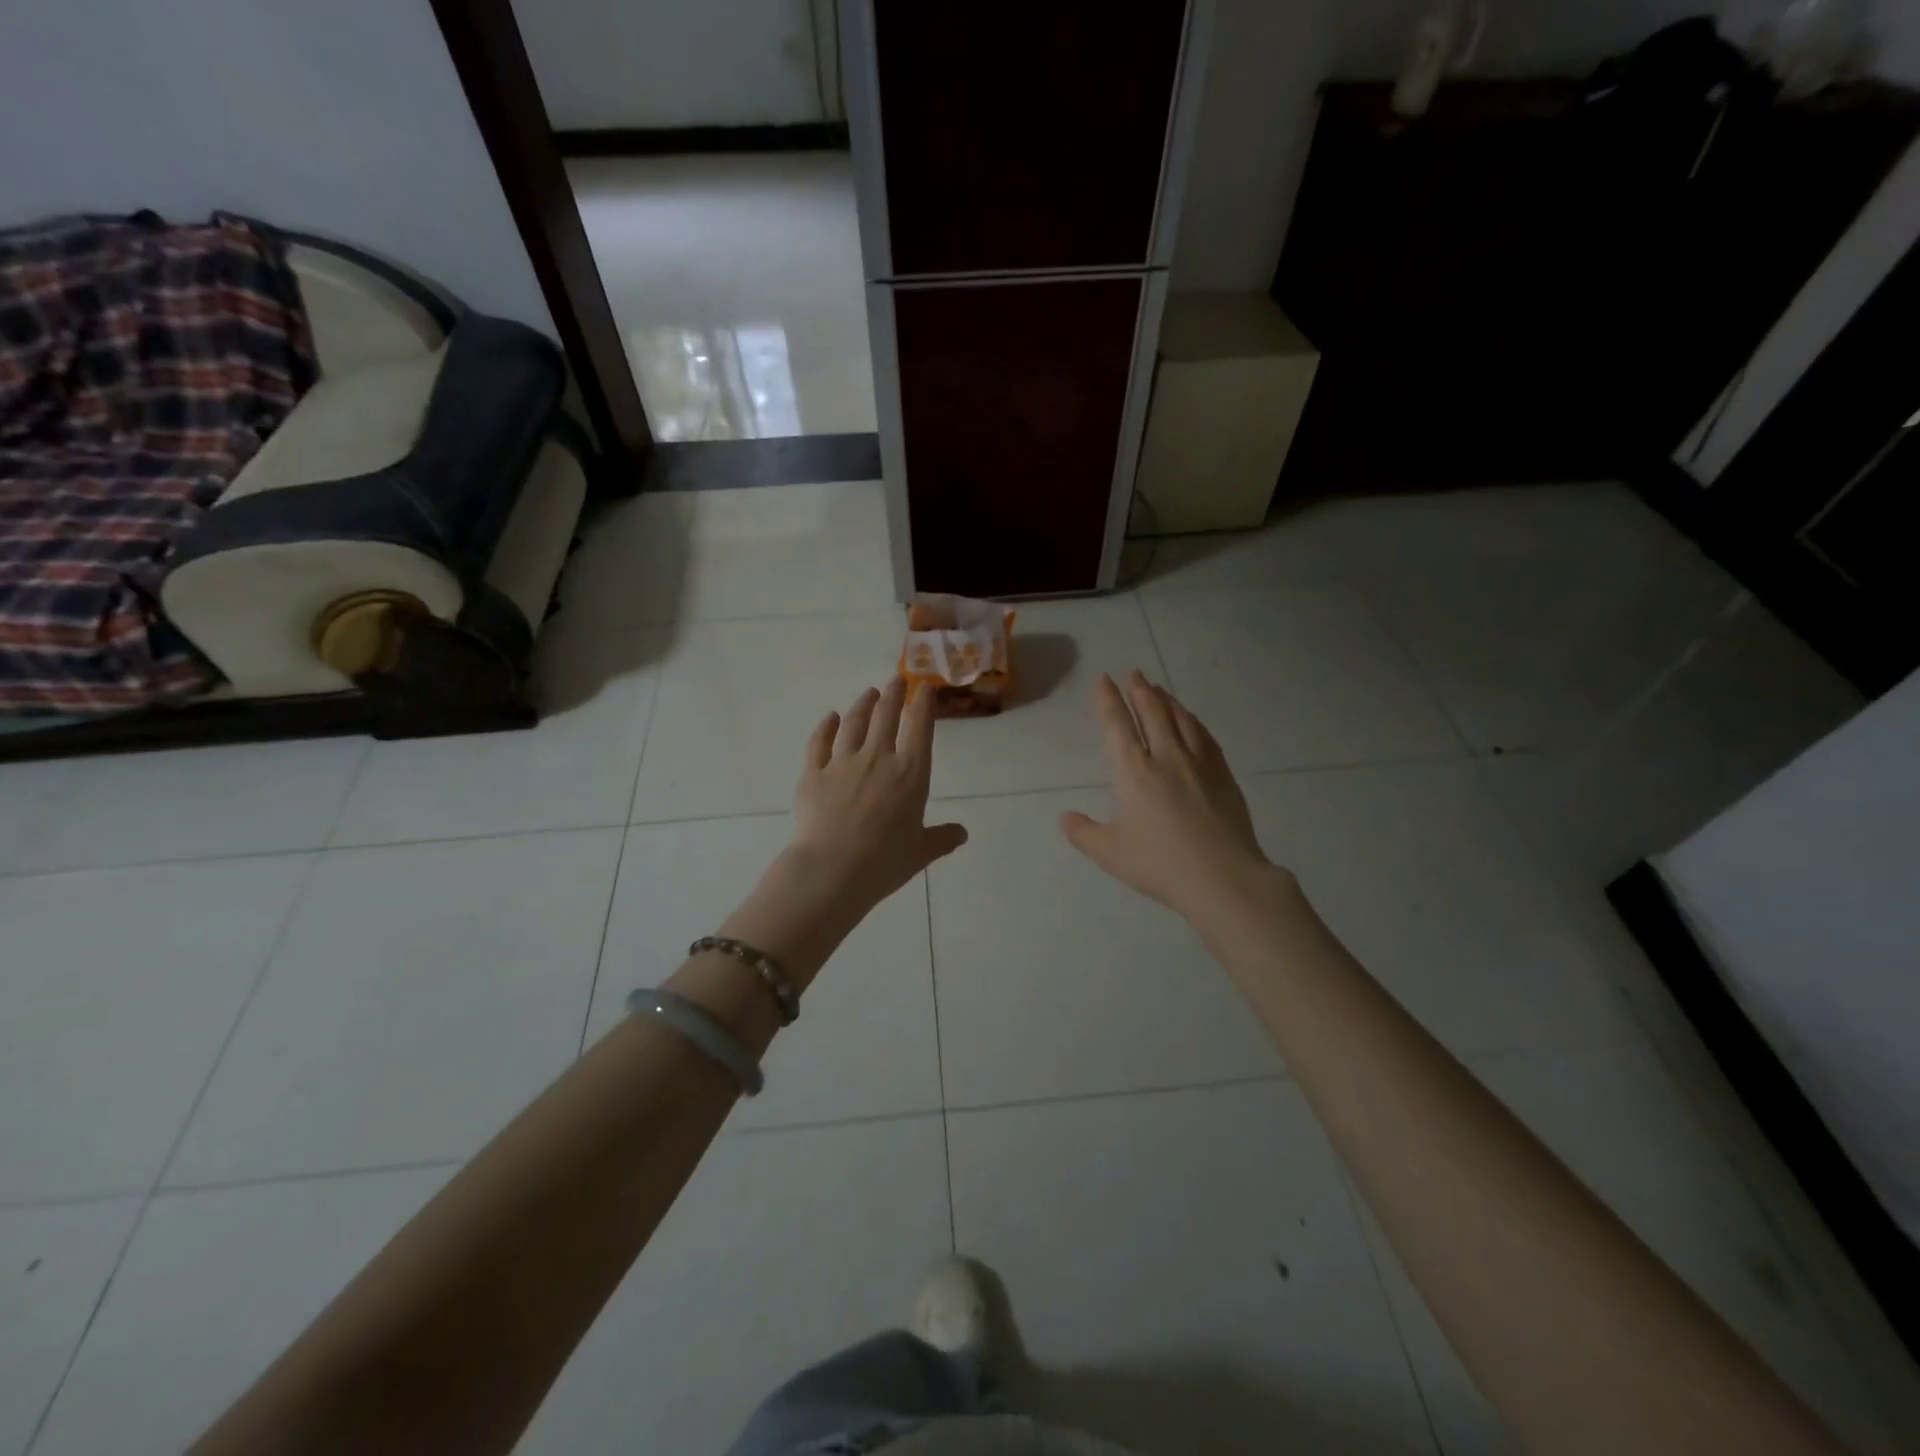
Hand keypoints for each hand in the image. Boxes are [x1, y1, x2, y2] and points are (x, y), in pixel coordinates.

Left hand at [721, 679, 965, 990]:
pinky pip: (820, 742)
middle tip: (896, 680)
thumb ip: (942, 838)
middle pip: (886, 715)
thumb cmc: (884, 862)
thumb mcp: (921, 852)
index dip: (923, 702)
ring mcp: (842, 762)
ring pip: (854, 722)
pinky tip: (831, 718)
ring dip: (863, 704)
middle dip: (893, 694)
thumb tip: (961, 833)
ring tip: (868, 693)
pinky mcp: (813, 773)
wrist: (832, 870)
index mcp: (911, 773)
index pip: (920, 726)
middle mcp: (878, 758)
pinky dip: (826, 726)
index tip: (924, 687)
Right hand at [1061, 672, 1281, 924]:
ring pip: (1181, 720)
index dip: (1108, 700)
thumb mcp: (1110, 854)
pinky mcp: (1223, 775)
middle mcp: (1166, 757)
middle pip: (1152, 713)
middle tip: (1134, 673)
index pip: (1117, 725)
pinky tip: (1192, 721)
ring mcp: (1199, 763)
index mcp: (1134, 772)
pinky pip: (1205, 736)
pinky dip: (1193, 721)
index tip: (1104, 680)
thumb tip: (1065, 818)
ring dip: (1167, 700)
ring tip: (1159, 689)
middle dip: (1140, 690)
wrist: (1223, 877)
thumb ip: (1083, 833)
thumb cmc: (1160, 864)